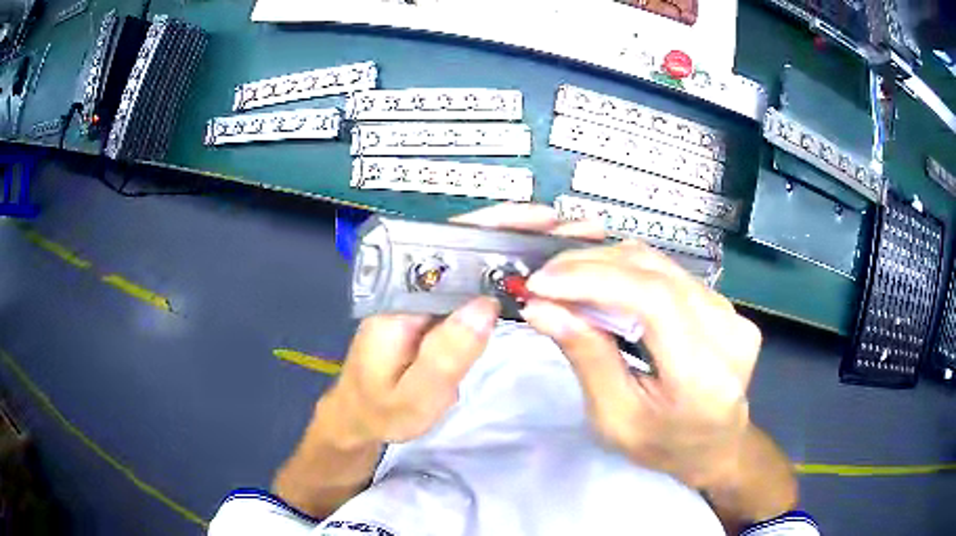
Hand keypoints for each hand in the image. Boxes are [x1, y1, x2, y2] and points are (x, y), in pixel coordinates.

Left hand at [327, 204, 604, 445]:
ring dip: (516, 249)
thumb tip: (487, 305)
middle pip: (465, 244)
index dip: (493, 226)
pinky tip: (538, 277)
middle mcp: (412, 286)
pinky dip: (507, 277)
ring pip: (474, 262)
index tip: (539, 220)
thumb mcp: (413, 396)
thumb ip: (445, 355)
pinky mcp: (439, 310)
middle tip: (567, 226)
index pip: (446, 244)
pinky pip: (475, 285)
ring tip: (563, 243)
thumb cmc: (381, 411)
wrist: (361, 418)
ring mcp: (427, 296)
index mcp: (398, 297)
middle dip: (516, 230)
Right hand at [519, 240, 760, 489]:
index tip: (541, 283)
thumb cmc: (663, 445)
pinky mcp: (727, 305)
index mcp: (704, 376)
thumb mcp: (615, 417)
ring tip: (564, 280)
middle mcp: (728, 333)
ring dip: (606, 265)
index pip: (654, 301)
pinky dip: (628, 272)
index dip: (594, 280)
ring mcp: (733, 314)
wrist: (715, 445)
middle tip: (544, 280)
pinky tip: (601, 284)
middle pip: (655, 273)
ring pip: (661, 265)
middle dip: (591, 267)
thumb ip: (587, 358)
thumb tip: (542, 308)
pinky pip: (670, 273)